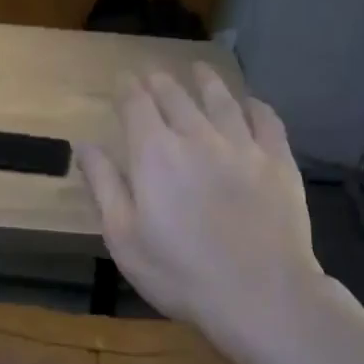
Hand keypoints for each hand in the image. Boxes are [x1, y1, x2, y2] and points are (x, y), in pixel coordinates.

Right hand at [77, 65, 322, 346]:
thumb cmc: (180, 273)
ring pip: (221, 100)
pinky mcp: (279, 161)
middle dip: (160, 82)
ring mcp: (243, 145)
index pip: (137, 105)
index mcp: (155, 154)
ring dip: (206, 82)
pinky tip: (250, 103)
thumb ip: (104, 186)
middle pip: (176, 97)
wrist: (261, 294)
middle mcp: (198, 136)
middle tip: (153, 75)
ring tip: (199, 69)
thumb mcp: (124, 238)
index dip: (128, 88)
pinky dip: (254, 106)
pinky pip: (266, 120)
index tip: (123, 78)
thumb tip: (85, 145)